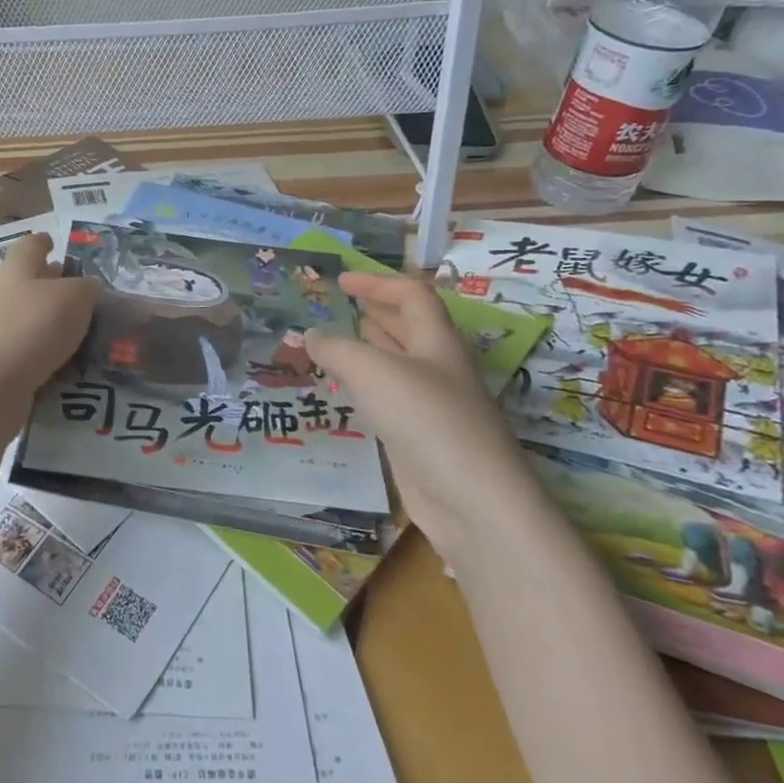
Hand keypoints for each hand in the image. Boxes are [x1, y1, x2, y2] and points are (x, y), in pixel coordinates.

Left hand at [0, 234, 96, 407]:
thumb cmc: (32, 328)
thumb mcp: (75, 298)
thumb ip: (87, 288)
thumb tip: (87, 287)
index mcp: (17, 268)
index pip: (29, 245)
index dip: (43, 241)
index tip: (54, 242)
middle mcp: (0, 293)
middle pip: (26, 280)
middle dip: (51, 283)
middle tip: (79, 291)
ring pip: (26, 315)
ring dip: (49, 319)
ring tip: (80, 329)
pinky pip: (25, 348)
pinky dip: (43, 350)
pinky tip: (65, 361)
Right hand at [306, 271, 540, 552]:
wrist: (473, 501)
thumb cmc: (427, 419)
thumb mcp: (373, 372)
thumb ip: (336, 348)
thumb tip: (311, 334)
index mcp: (437, 341)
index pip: (412, 296)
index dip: (378, 283)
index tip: (341, 281)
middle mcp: (438, 367)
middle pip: (408, 327)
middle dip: (375, 312)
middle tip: (338, 307)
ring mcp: (432, 405)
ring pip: (397, 364)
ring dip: (368, 348)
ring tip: (334, 342)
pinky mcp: (421, 438)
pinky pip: (389, 399)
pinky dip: (365, 386)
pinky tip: (346, 390)